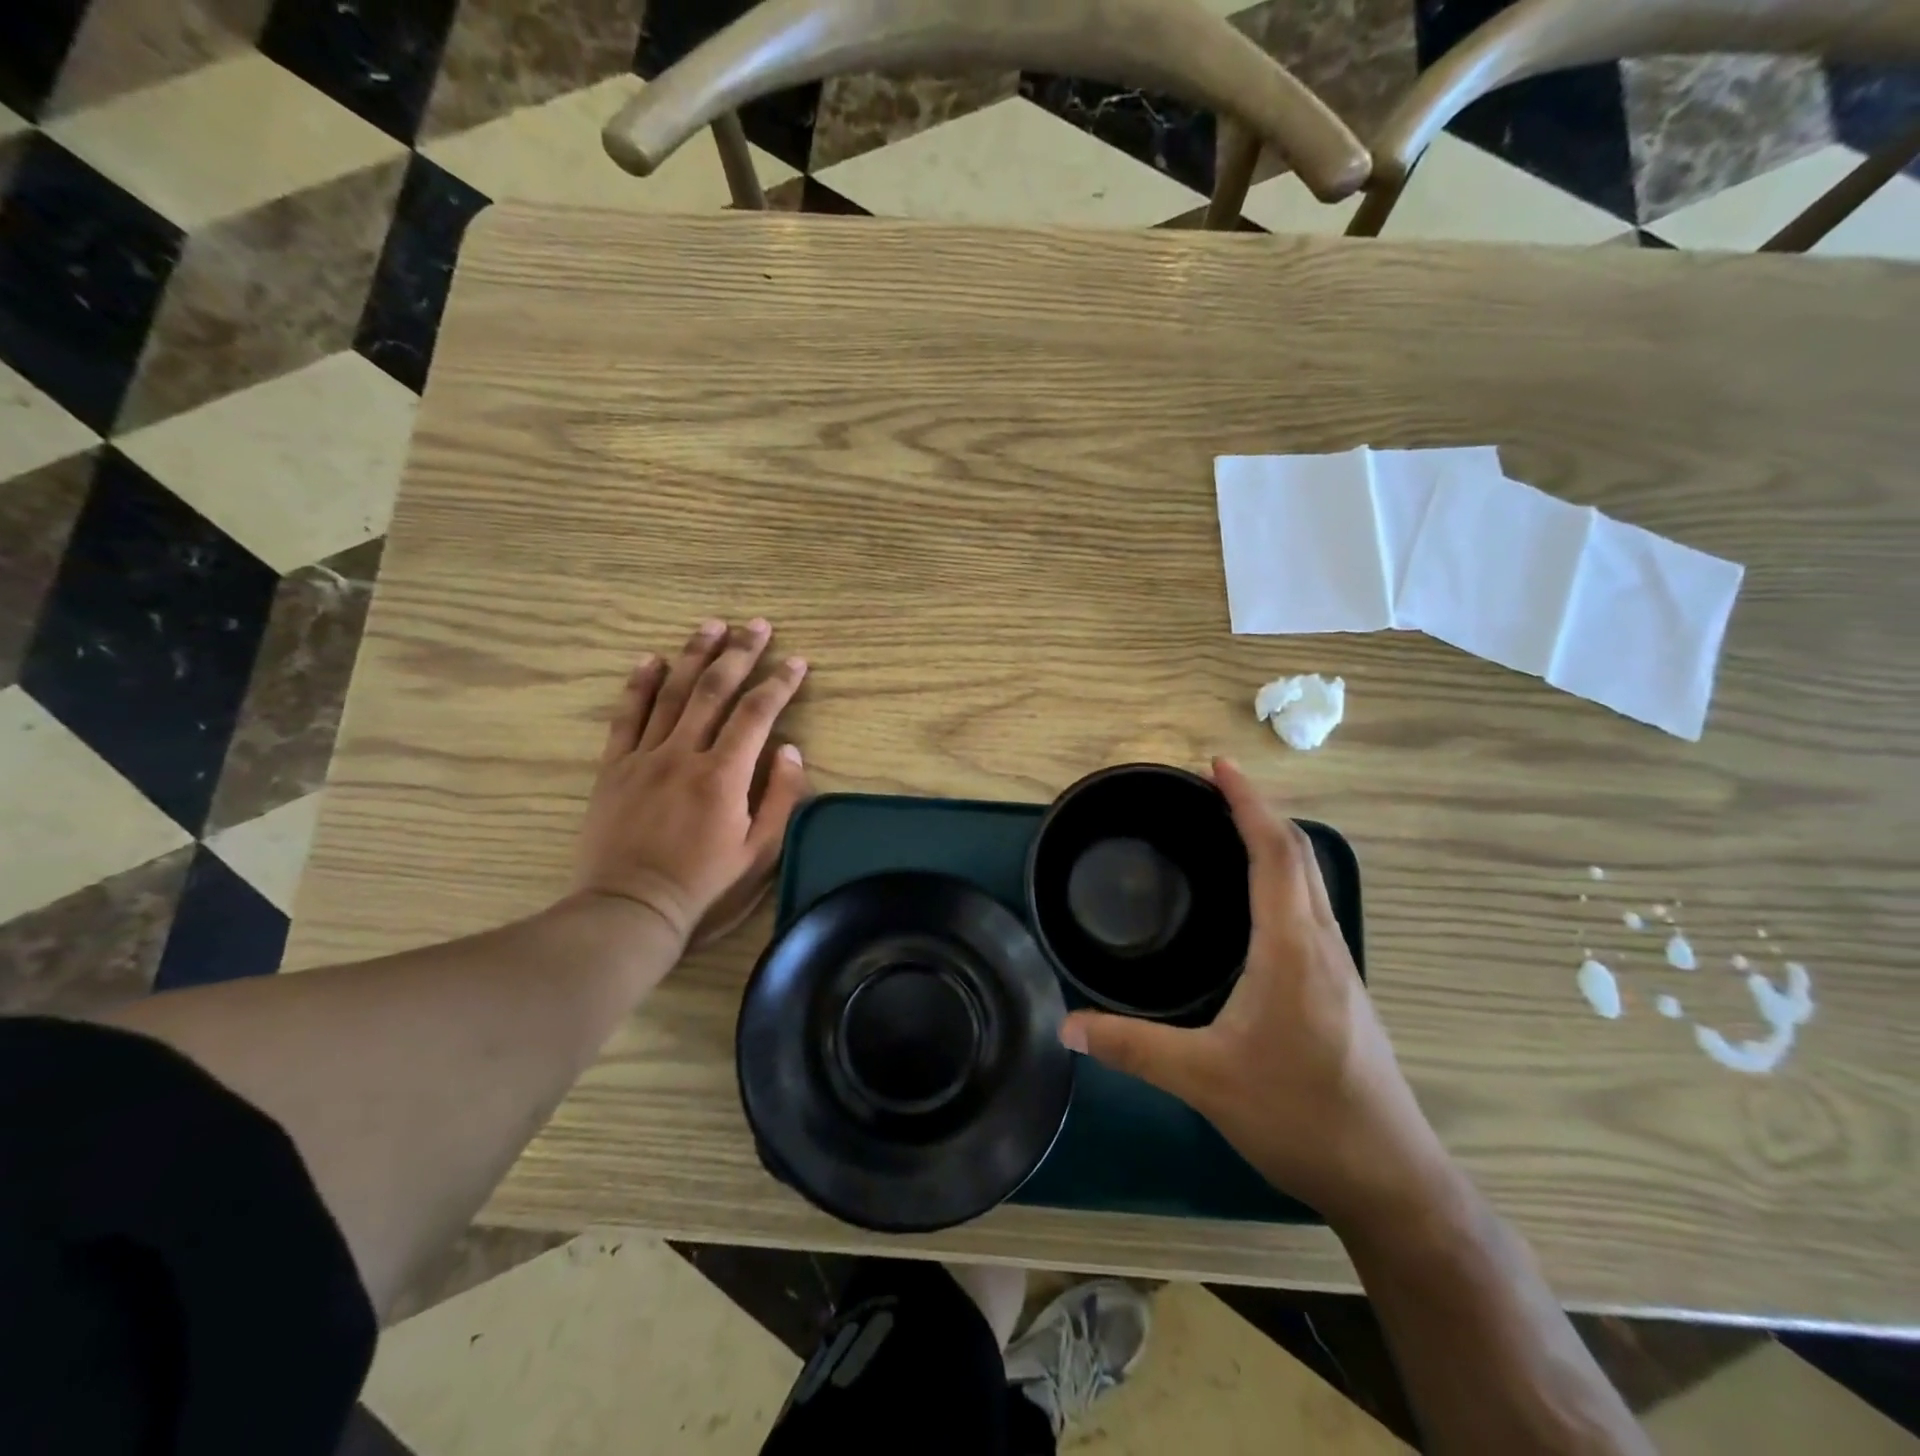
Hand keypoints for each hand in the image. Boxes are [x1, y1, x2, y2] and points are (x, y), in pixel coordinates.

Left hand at [574, 619, 810, 949]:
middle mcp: (684, 755)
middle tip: (757, 624)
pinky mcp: (614, 769)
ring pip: (671, 694)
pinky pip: (626, 717)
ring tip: (712, 625)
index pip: (757, 713)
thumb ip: (780, 798)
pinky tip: (651, 659)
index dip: (779, 683)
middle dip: (740, 653)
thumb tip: (790, 749)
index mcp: (723, 776)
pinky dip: (639, 685)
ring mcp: (644, 758)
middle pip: (714, 690)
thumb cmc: (704, 888)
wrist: (629, 911)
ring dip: (694, 656)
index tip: (797, 661)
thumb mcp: (760, 854)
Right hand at [1059, 758, 1448, 1230]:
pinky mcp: (1340, 990)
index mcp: (1291, 947)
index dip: (1247, 803)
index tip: (1218, 766)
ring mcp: (1337, 967)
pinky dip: (1282, 879)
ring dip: (1273, 843)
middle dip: (1258, 811)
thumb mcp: (1204, 1080)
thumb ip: (1132, 1048)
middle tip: (1212, 789)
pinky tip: (1255, 904)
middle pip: (1298, 855)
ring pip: (1309, 882)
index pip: (1274, 852)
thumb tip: (1067, 1026)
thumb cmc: (1299, 1115)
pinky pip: (1309, 908)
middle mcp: (1321, 944)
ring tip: (1229, 830)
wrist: (1389, 1178)